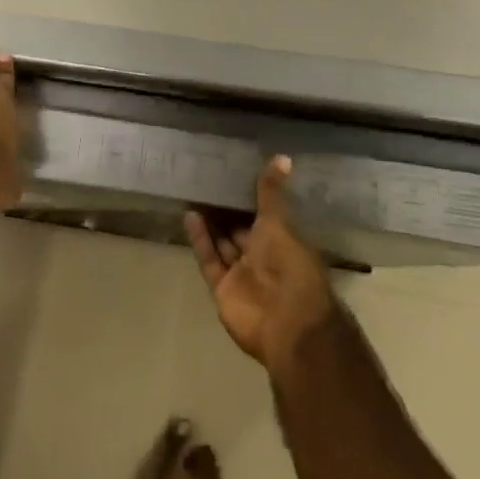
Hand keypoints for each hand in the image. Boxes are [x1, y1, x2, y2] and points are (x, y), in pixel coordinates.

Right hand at [185, 156, 335, 373]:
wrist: (286, 323)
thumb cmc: (290, 265)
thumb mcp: (279, 223)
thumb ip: (272, 193)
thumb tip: (283, 156)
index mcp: (284, 242)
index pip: (265, 215)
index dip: (250, 197)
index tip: (233, 172)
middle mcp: (263, 258)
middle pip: (241, 230)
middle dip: (227, 210)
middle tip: (207, 179)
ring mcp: (243, 275)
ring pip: (223, 244)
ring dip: (211, 223)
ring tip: (193, 192)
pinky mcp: (223, 290)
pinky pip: (210, 261)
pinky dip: (200, 240)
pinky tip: (189, 215)